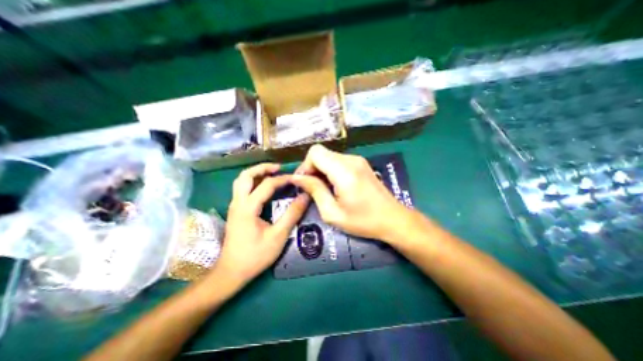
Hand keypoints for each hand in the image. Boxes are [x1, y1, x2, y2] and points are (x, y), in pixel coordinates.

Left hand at [213, 163, 308, 284]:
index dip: (283, 179)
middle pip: (245, 175)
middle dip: (262, 168)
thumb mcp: (278, 236)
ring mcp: (234, 206)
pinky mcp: (235, 211)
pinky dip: (253, 182)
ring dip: (256, 173)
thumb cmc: (255, 256)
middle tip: (279, 168)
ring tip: (272, 174)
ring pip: (241, 181)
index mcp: (248, 207)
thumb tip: (305, 196)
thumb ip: (292, 214)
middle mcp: (238, 203)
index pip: (267, 184)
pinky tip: (263, 187)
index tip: (296, 179)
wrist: (231, 273)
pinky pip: (242, 189)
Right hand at [292, 144, 411, 241]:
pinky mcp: (361, 163)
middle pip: (321, 153)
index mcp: (344, 171)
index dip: (305, 165)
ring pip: (329, 156)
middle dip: (312, 168)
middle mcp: (351, 159)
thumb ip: (314, 191)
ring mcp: (358, 160)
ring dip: (321, 170)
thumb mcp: (333, 212)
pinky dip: (330, 170)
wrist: (393, 219)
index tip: (305, 183)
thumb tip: (297, 178)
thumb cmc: (363, 221)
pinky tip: (335, 185)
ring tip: (324, 189)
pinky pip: (338, 161)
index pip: (315, 152)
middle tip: (312, 188)